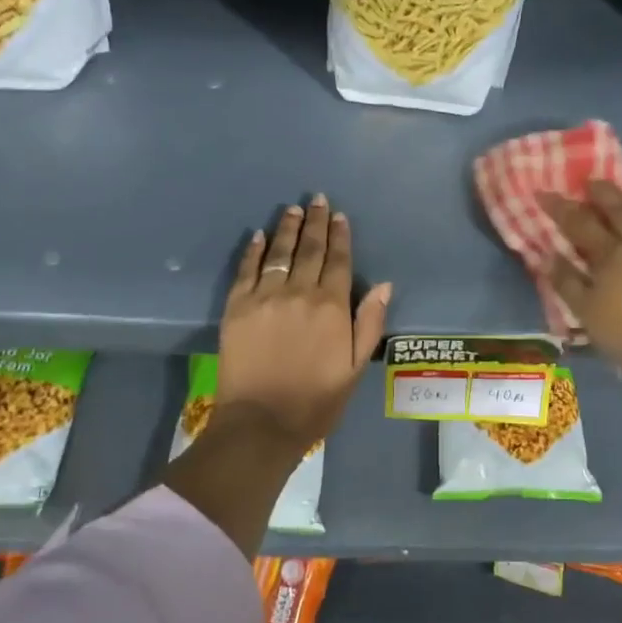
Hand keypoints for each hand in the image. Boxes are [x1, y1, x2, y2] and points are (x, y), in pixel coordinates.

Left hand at [217, 195, 391, 453]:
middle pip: (309, 249)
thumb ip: (369, 323)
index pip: (338, 261)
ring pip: (278, 253)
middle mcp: (299, 292)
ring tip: (292, 209)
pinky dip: (253, 251)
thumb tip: (384, 285)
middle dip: (315, 222)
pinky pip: (246, 270)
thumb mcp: (355, 368)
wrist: (261, 423)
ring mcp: (264, 297)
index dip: (340, 236)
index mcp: (331, 306)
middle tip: (316, 199)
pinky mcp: (237, 307)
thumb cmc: (316, 400)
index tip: (339, 216)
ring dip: (286, 228)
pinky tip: (258, 235)